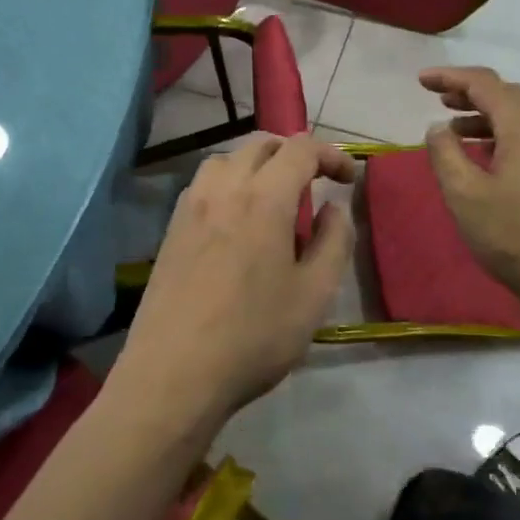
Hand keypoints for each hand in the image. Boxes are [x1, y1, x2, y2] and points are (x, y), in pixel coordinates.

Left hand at [112, 135, 356, 426]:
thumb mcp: (314, 295)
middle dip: (295, 153)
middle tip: (316, 183)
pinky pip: (204, 183)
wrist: (173, 375)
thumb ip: (334, 241)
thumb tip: (335, 206)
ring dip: (258, 164)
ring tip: (275, 198)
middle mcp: (223, 189)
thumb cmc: (253, 336)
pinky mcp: (171, 228)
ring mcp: (190, 206)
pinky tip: (237, 220)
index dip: (331, 155)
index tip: (349, 179)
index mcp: (263, 199)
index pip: (300, 150)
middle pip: (261, 144)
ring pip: (227, 159)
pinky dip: (229, 182)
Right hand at [419, 67, 519, 318]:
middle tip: (440, 101)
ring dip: (488, 119)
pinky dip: (505, 139)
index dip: (451, 77)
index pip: (485, 84)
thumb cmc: (517, 235)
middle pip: (509, 97)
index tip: (422, 81)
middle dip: (471, 94)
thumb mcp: (465, 196)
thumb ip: (446, 155)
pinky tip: (491, 163)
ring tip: (457, 133)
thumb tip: (439, 128)